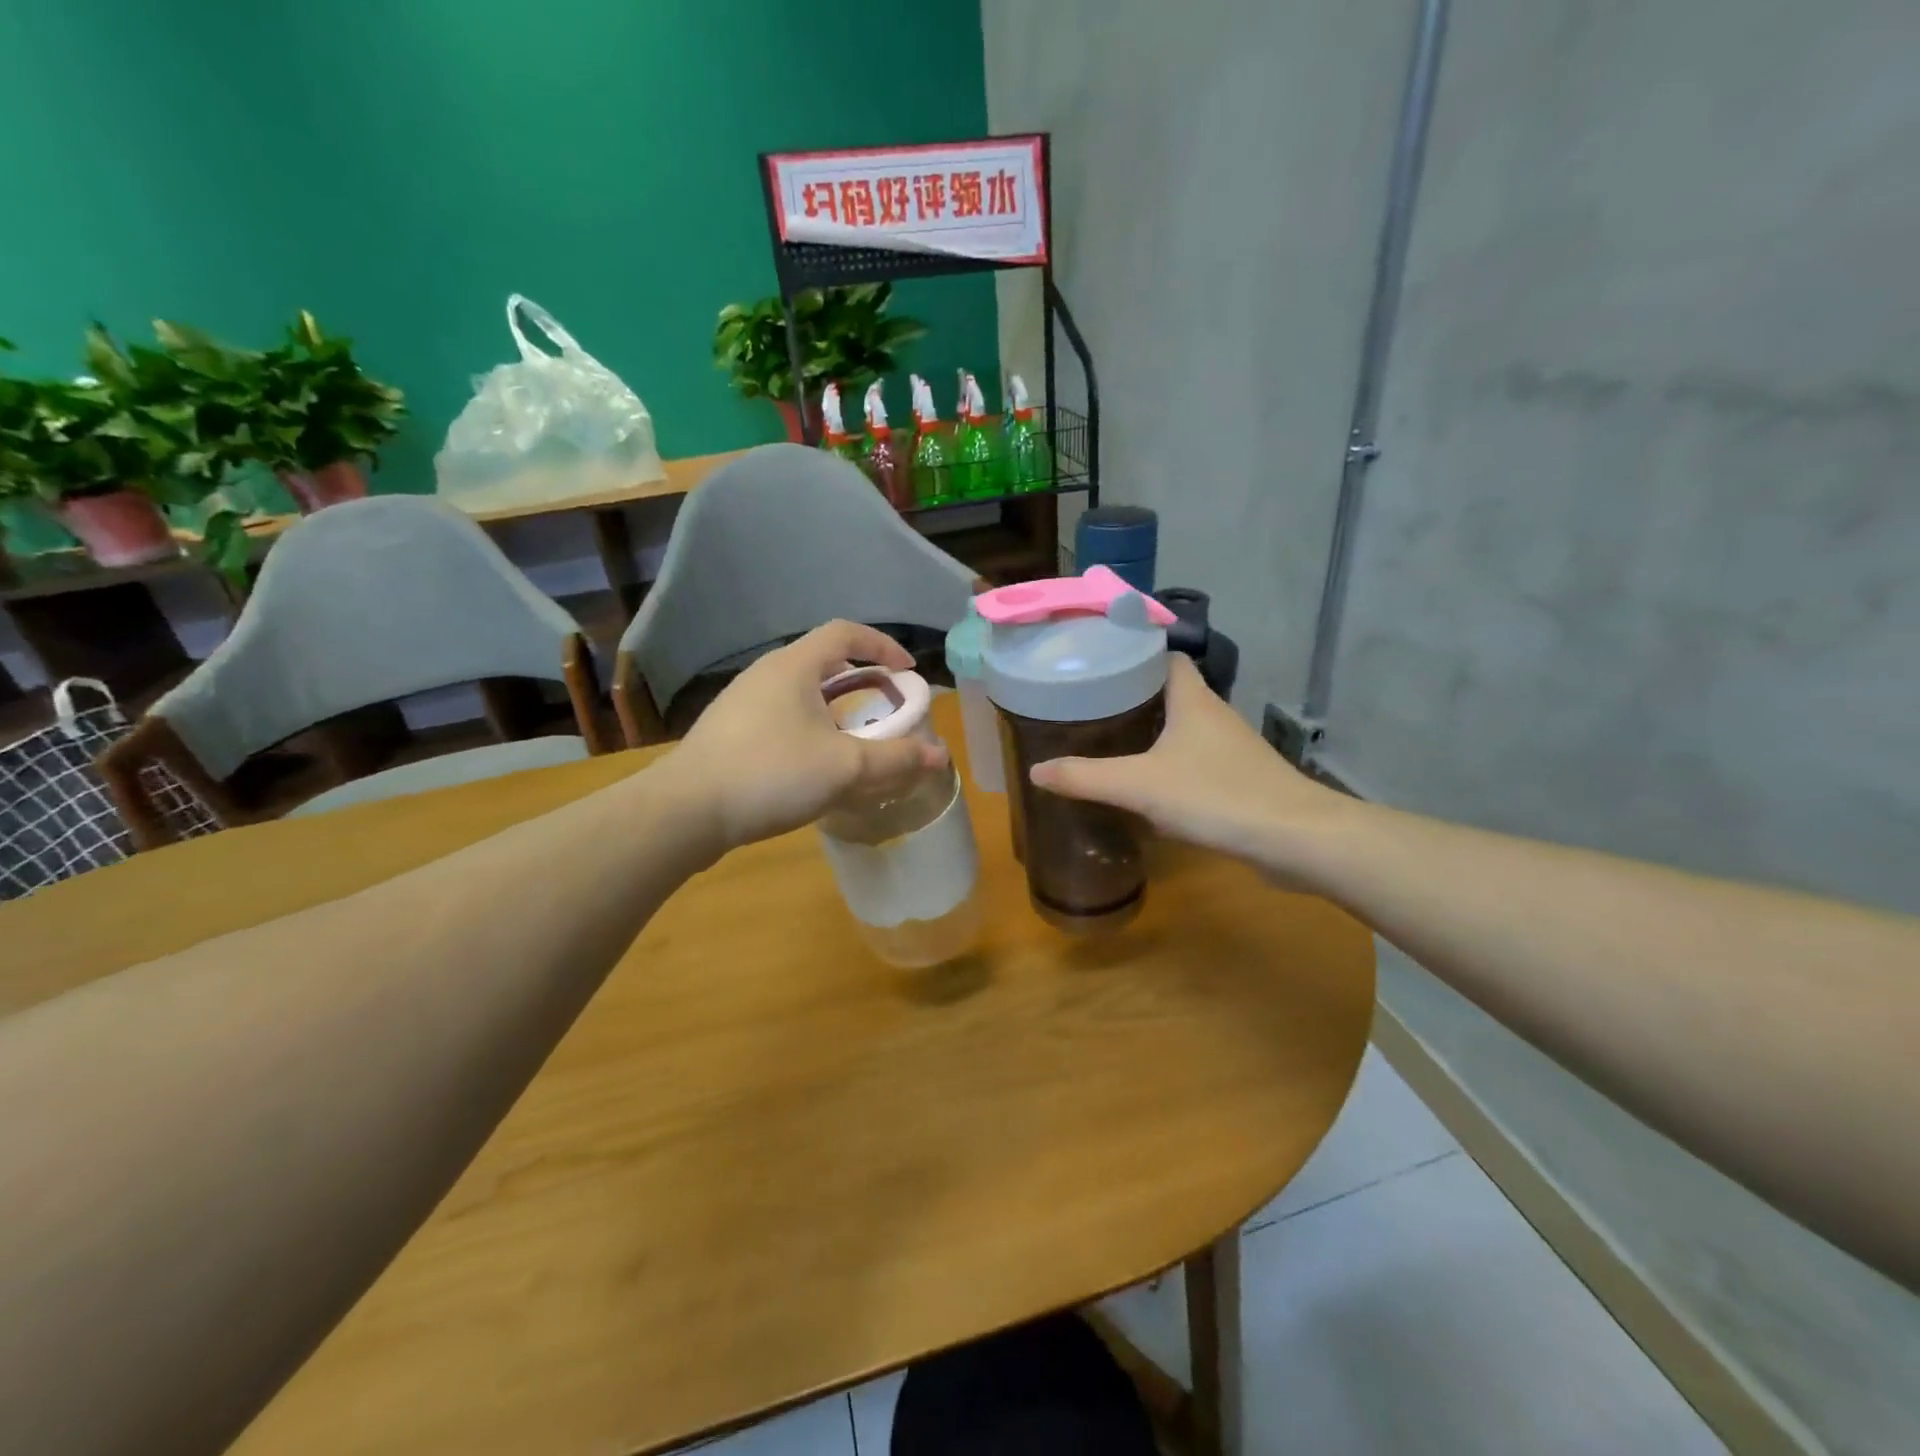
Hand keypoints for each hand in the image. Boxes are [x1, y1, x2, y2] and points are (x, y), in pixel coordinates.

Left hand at [670, 620, 947, 854]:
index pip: (845, 632)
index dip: (882, 646)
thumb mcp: (844, 767)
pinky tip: (812, 766)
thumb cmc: (770, 774)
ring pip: (799, 692)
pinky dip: (808, 727)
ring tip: (853, 740)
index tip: (907, 673)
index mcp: (793, 667)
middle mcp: (765, 674)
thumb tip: (940, 756)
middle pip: (822, 661)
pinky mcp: (727, 732)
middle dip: (860, 681)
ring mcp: (740, 702)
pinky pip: (780, 716)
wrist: (685, 811)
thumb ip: (895, 759)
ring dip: (833, 708)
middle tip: (884, 708)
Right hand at [1029, 654, 1352, 882]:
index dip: (1135, 655)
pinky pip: (1196, 762)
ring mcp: (1231, 749)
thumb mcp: (1139, 786)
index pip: (1166, 656)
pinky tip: (1147, 788)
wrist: (1295, 840)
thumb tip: (1036, 770)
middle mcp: (1214, 715)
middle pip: (1171, 692)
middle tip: (1090, 707)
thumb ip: (1085, 777)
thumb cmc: (1216, 796)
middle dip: (1133, 697)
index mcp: (1193, 699)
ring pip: (1184, 729)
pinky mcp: (1240, 779)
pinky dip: (1171, 766)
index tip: (1098, 665)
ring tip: (1109, 742)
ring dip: (1152, 733)